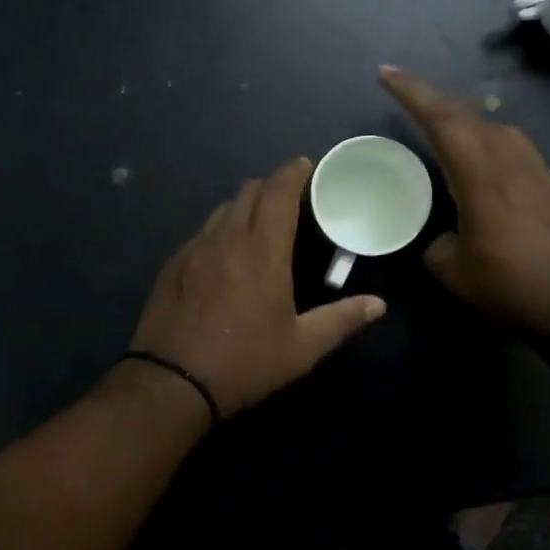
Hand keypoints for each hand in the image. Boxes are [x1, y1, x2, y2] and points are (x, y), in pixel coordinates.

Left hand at [130, 158, 385, 416]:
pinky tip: (227, 253)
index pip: (278, 191)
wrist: (172, 383)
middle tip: (292, 198)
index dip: (293, 172)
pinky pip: (203, 230)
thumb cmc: (245, 362)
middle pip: (250, 190)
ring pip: (224, 208)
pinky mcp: (174, 263)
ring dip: (246, 204)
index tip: (306, 166)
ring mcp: (196, 248)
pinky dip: (222, 228)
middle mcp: (228, 238)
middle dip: (273, 185)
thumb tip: (378, 305)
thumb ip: (342, 320)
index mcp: (263, 250)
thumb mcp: (301, 348)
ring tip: (261, 222)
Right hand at [379, 66, 549, 335]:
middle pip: (468, 115)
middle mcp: (511, 162)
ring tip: (441, 127)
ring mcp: (538, 171)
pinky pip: (513, 148)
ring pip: (495, 128)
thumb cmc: (515, 289)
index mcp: (481, 176)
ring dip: (463, 119)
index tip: (386, 73)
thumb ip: (437, 248)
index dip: (412, 92)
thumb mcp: (456, 275)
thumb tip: (440, 239)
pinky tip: (481, 163)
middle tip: (405, 95)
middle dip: (432, 99)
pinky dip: (486, 141)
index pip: (442, 120)